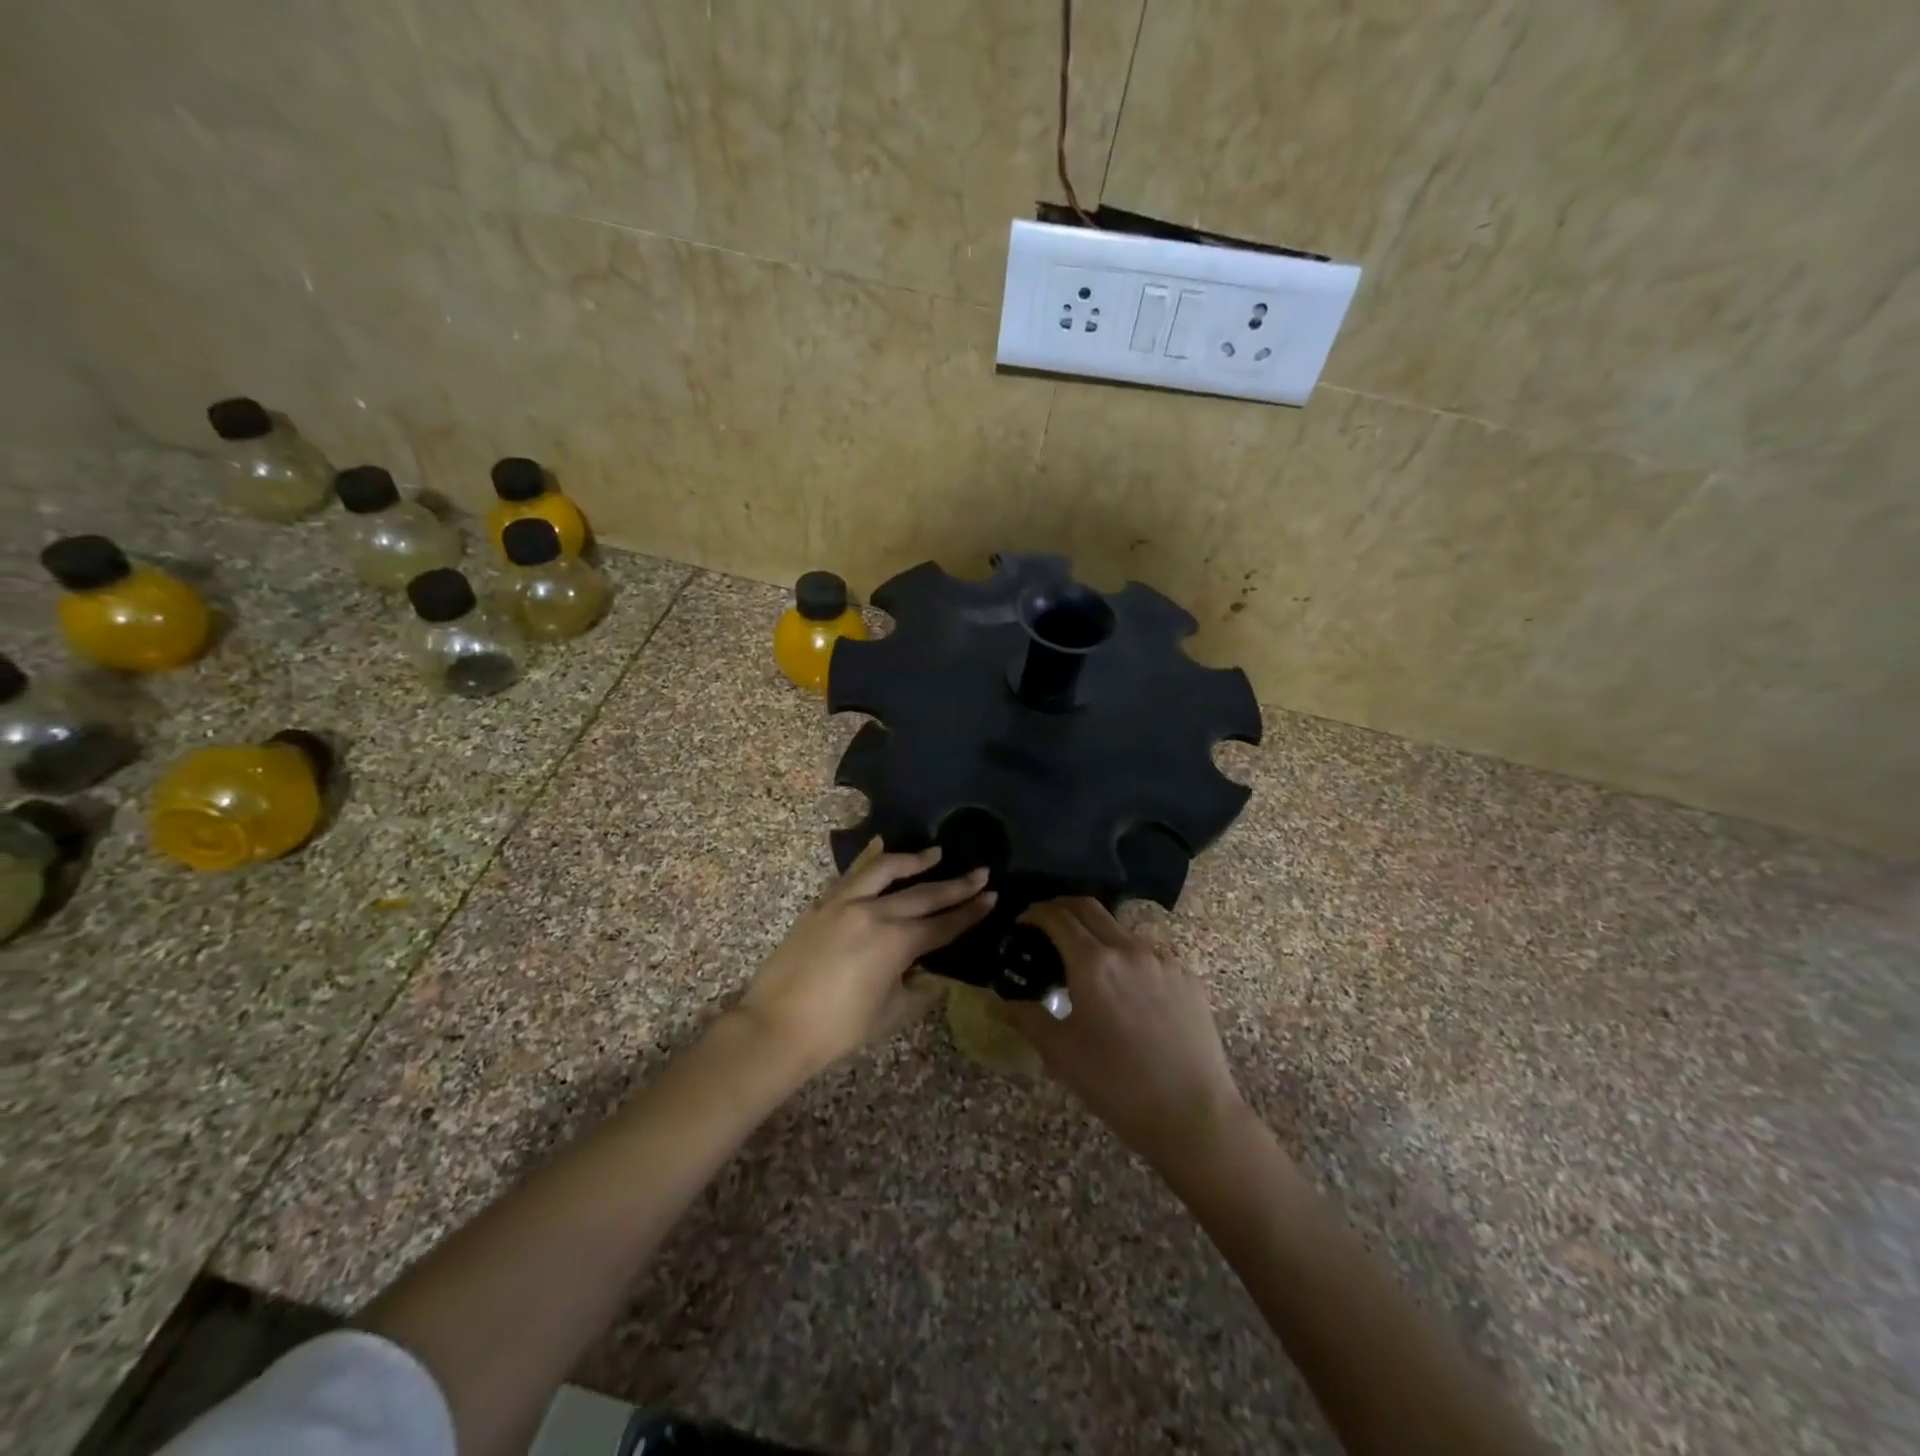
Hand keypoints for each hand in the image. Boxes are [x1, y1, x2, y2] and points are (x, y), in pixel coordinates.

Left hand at [737, 839, 994, 1074]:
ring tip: (935, 853)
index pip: (944, 924)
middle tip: (981, 872)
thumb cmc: (838, 1029)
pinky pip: (852, 874)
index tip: (991, 895)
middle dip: (956, 885)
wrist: (776, 1026)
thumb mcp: (890, 1013)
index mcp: (897, 943)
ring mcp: (845, 903)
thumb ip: (915, 987)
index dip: (970, 912)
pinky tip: (881, 847)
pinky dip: (870, 859)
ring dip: (914, 860)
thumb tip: (925, 970)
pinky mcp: (823, 904)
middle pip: (924, 894)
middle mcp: (875, 913)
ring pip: (887, 870)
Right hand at [1007, 898, 1245, 1167]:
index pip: (1058, 917)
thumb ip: (1028, 1019)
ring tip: (1086, 960)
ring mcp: (1163, 959)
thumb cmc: (1117, 1084)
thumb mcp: (1061, 1053)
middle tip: (1046, 924)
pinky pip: (1149, 953)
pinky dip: (1127, 956)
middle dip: (1062, 908)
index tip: (1023, 920)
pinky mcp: (1187, 976)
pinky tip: (1125, 986)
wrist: (1192, 1113)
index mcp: (1093, 963)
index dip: (1036, 913)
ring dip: (1096, 932)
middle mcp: (1128, 949)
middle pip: (1089, 908)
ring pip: (1121, 929)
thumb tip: (1001, 1002)